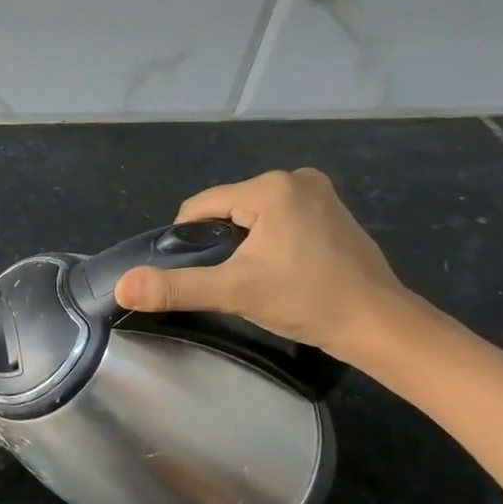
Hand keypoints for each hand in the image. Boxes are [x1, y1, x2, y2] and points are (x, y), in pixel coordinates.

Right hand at [114, 168, 412, 361]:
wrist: (379, 325)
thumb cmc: (307, 300)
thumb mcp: (234, 291)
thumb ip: (175, 287)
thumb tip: (122, 287)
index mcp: (270, 187)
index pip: (202, 206)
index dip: (190, 241)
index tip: (204, 275)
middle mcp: (295, 178)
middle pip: (227, 209)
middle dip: (221, 243)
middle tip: (234, 280)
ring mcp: (318, 192)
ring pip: (252, 215)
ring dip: (244, 244)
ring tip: (258, 278)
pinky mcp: (332, 211)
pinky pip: (279, 219)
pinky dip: (270, 241)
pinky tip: (282, 270)